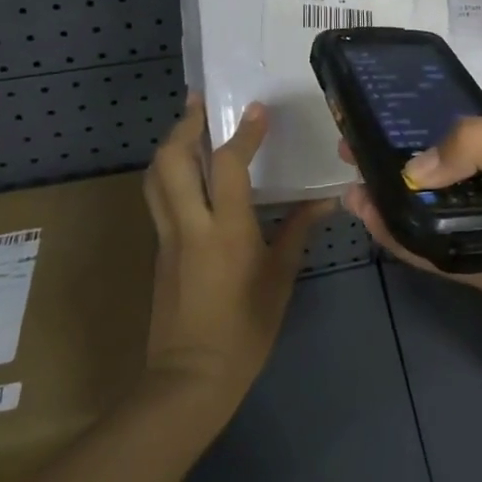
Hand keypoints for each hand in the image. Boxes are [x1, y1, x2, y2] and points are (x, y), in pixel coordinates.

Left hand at [142, 95, 331, 409]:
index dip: (243, 133)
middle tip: (199, 101)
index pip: (228, 166)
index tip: (257, 108)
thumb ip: (299, 231)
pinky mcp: (159, 251)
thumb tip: (326, 201)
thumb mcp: (280, 278)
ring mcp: (167, 238)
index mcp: (225, 230)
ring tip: (188, 125)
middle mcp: (189, 225)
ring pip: (155, 178)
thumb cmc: (245, 329)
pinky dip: (170, 173)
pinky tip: (189, 173)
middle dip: (183, 126)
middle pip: (171, 161)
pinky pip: (159, 199)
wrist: (189, 380)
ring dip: (170, 145)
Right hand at [341, 118, 481, 369]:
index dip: (423, 113)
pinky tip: (373, 224)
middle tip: (350, 148)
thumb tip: (414, 167)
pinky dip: (405, 240)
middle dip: (398, 155)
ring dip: (393, 197)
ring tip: (351, 186)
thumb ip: (479, 144)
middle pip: (441, 165)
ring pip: (433, 210)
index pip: (464, 121)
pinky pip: (438, 254)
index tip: (379, 108)